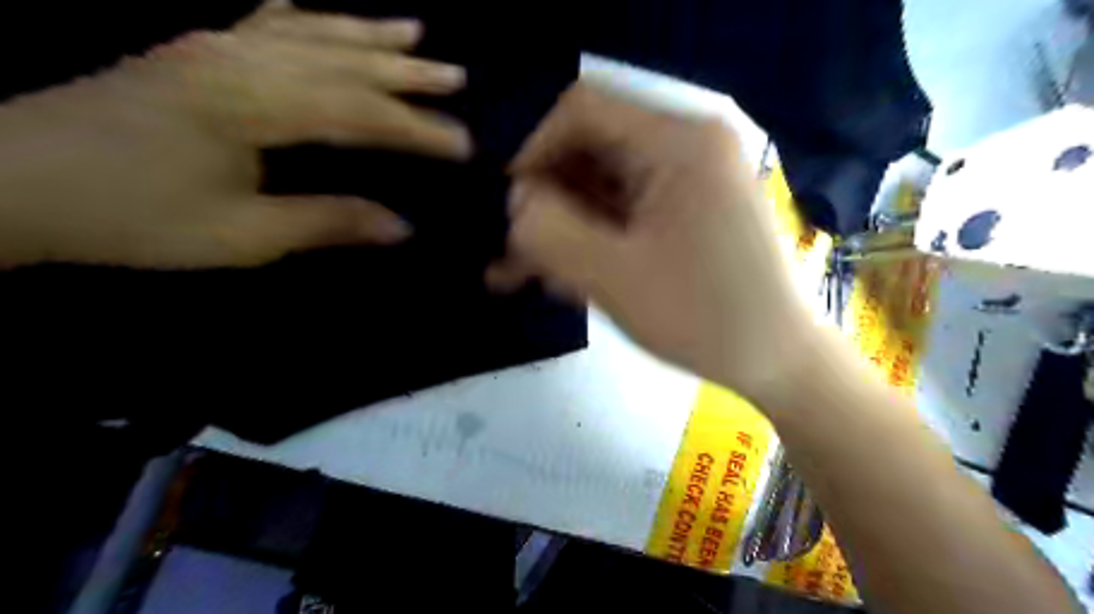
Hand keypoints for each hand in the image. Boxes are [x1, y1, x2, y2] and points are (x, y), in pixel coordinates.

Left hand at [1, 0, 467, 267]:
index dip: (416, 130)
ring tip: (414, 30)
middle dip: (406, 72)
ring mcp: (212, 47)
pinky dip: (300, 18)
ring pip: (310, 33)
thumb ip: (328, 222)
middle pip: (342, 60)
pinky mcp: (192, 53)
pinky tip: (315, 11)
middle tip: (456, 74)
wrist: (12, 184)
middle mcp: (239, 60)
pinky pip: (259, 24)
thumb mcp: (243, 234)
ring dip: (367, 34)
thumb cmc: (133, 217)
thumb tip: (401, 226)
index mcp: (253, 104)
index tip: (463, 145)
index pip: (359, 112)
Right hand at [492, 84, 814, 405]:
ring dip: (563, 227)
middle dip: (546, 203)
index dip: (534, 151)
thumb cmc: (704, 319)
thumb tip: (517, 201)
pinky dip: (591, 238)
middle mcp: (685, 145)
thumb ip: (552, 232)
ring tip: (531, 275)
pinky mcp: (686, 208)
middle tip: (516, 256)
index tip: (511, 207)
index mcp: (678, 141)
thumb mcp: (615, 278)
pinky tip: (567, 277)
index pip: (581, 111)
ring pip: (601, 187)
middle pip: (590, 152)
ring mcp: (688, 178)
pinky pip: (623, 210)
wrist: (777, 359)